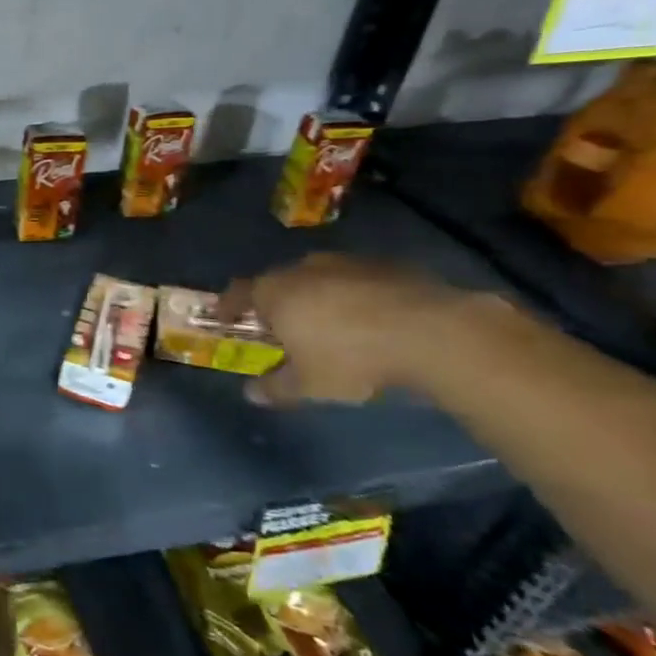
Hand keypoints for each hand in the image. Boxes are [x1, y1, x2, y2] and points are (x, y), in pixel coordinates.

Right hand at [221, 254, 479, 406]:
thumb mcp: (309, 385)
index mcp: (274, 292)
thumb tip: (251, 393)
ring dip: (317, 296)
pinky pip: (356, 280)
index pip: (238, 293)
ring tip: (329, 322)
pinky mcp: (385, 265)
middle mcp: (302, 269)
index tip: (225, 318)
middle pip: (278, 282)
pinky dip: (354, 295)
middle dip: (276, 302)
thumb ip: (276, 387)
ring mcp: (345, 262)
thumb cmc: (352, 358)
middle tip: (283, 326)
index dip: (228, 306)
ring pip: (318, 278)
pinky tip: (370, 319)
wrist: (431, 333)